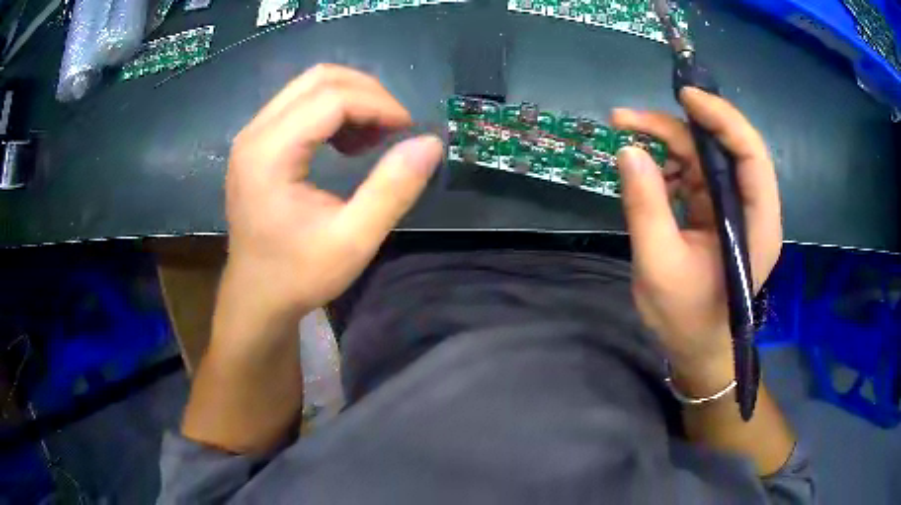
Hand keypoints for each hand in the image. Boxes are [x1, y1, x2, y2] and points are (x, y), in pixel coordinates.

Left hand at [222, 64, 443, 331]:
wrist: (257, 296)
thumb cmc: (299, 275)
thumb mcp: (353, 240)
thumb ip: (393, 189)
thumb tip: (430, 143)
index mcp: (269, 154)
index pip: (331, 97)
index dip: (379, 104)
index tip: (408, 130)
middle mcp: (255, 133)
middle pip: (319, 79)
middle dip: (367, 94)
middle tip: (395, 128)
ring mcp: (252, 136)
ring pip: (309, 86)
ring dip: (351, 100)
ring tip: (373, 137)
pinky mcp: (256, 143)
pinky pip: (300, 104)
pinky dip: (333, 112)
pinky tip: (347, 143)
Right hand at [611, 88, 781, 392]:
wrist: (696, 348)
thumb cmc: (686, 318)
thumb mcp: (659, 265)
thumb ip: (645, 206)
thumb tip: (628, 150)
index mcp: (756, 224)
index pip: (751, 155)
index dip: (722, 118)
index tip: (684, 96)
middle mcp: (750, 208)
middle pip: (722, 148)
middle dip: (677, 128)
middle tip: (626, 120)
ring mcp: (732, 209)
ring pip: (704, 157)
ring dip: (666, 145)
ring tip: (627, 146)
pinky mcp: (716, 213)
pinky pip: (693, 175)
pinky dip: (667, 169)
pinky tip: (644, 178)